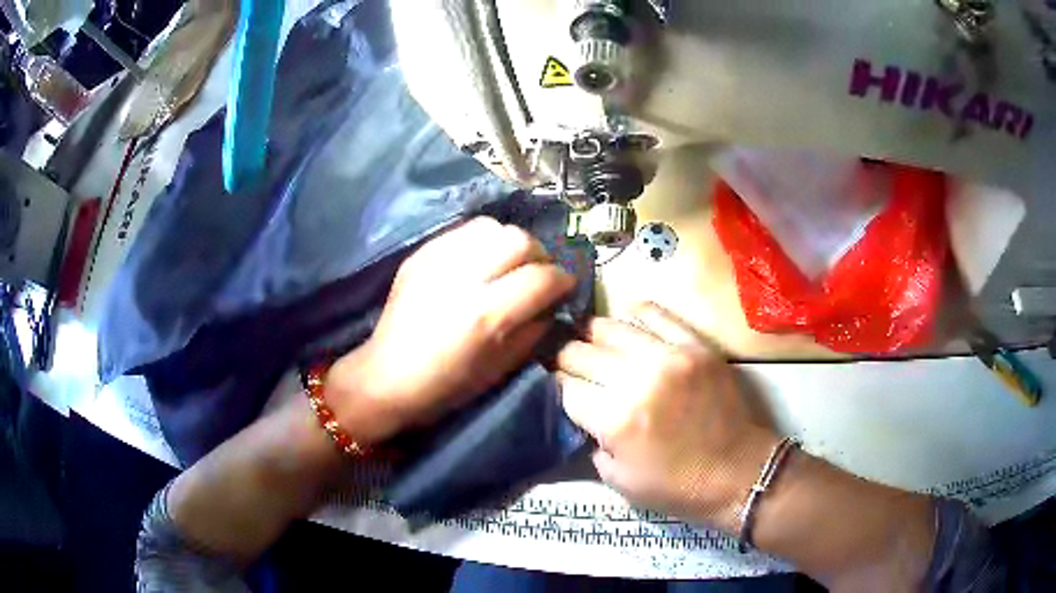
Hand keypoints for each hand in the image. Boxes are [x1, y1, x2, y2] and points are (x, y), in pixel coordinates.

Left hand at [326, 217, 575, 442]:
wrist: (387, 377)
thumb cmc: (447, 385)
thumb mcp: (501, 367)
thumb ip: (534, 330)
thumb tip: (552, 303)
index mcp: (486, 314)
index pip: (542, 278)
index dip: (563, 280)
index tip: (565, 287)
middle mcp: (463, 278)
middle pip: (519, 239)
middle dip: (539, 255)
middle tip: (537, 273)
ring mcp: (437, 260)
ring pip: (491, 226)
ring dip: (510, 243)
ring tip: (508, 264)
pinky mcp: (420, 254)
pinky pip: (462, 231)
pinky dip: (482, 241)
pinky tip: (480, 261)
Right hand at [556, 302, 777, 531]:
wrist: (739, 472)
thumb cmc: (678, 486)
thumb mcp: (619, 481)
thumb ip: (592, 442)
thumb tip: (582, 410)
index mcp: (616, 420)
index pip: (565, 388)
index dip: (555, 388)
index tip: (558, 389)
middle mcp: (637, 379)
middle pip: (581, 352)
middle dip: (567, 360)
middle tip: (570, 367)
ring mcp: (670, 356)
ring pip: (610, 327)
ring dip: (593, 335)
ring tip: (592, 342)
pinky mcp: (696, 345)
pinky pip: (657, 313)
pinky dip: (634, 314)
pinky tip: (627, 324)